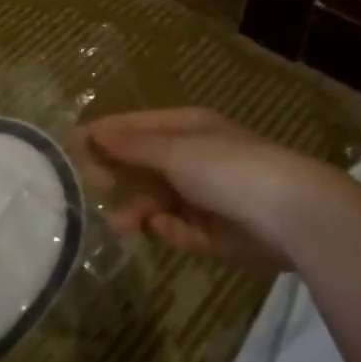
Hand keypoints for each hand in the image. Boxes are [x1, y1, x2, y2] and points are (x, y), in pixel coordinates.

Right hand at [84, 108, 360, 273]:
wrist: (291, 215)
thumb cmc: (228, 168)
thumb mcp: (175, 150)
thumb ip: (131, 146)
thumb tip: (92, 134)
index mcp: (188, 129)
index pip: (135, 127)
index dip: (103, 134)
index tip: (69, 146)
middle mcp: (193, 159)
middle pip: (142, 165)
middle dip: (117, 174)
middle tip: (87, 185)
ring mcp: (203, 197)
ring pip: (155, 201)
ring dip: (136, 210)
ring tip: (120, 225)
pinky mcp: (212, 234)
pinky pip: (177, 230)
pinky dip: (169, 231)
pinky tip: (166, 231)